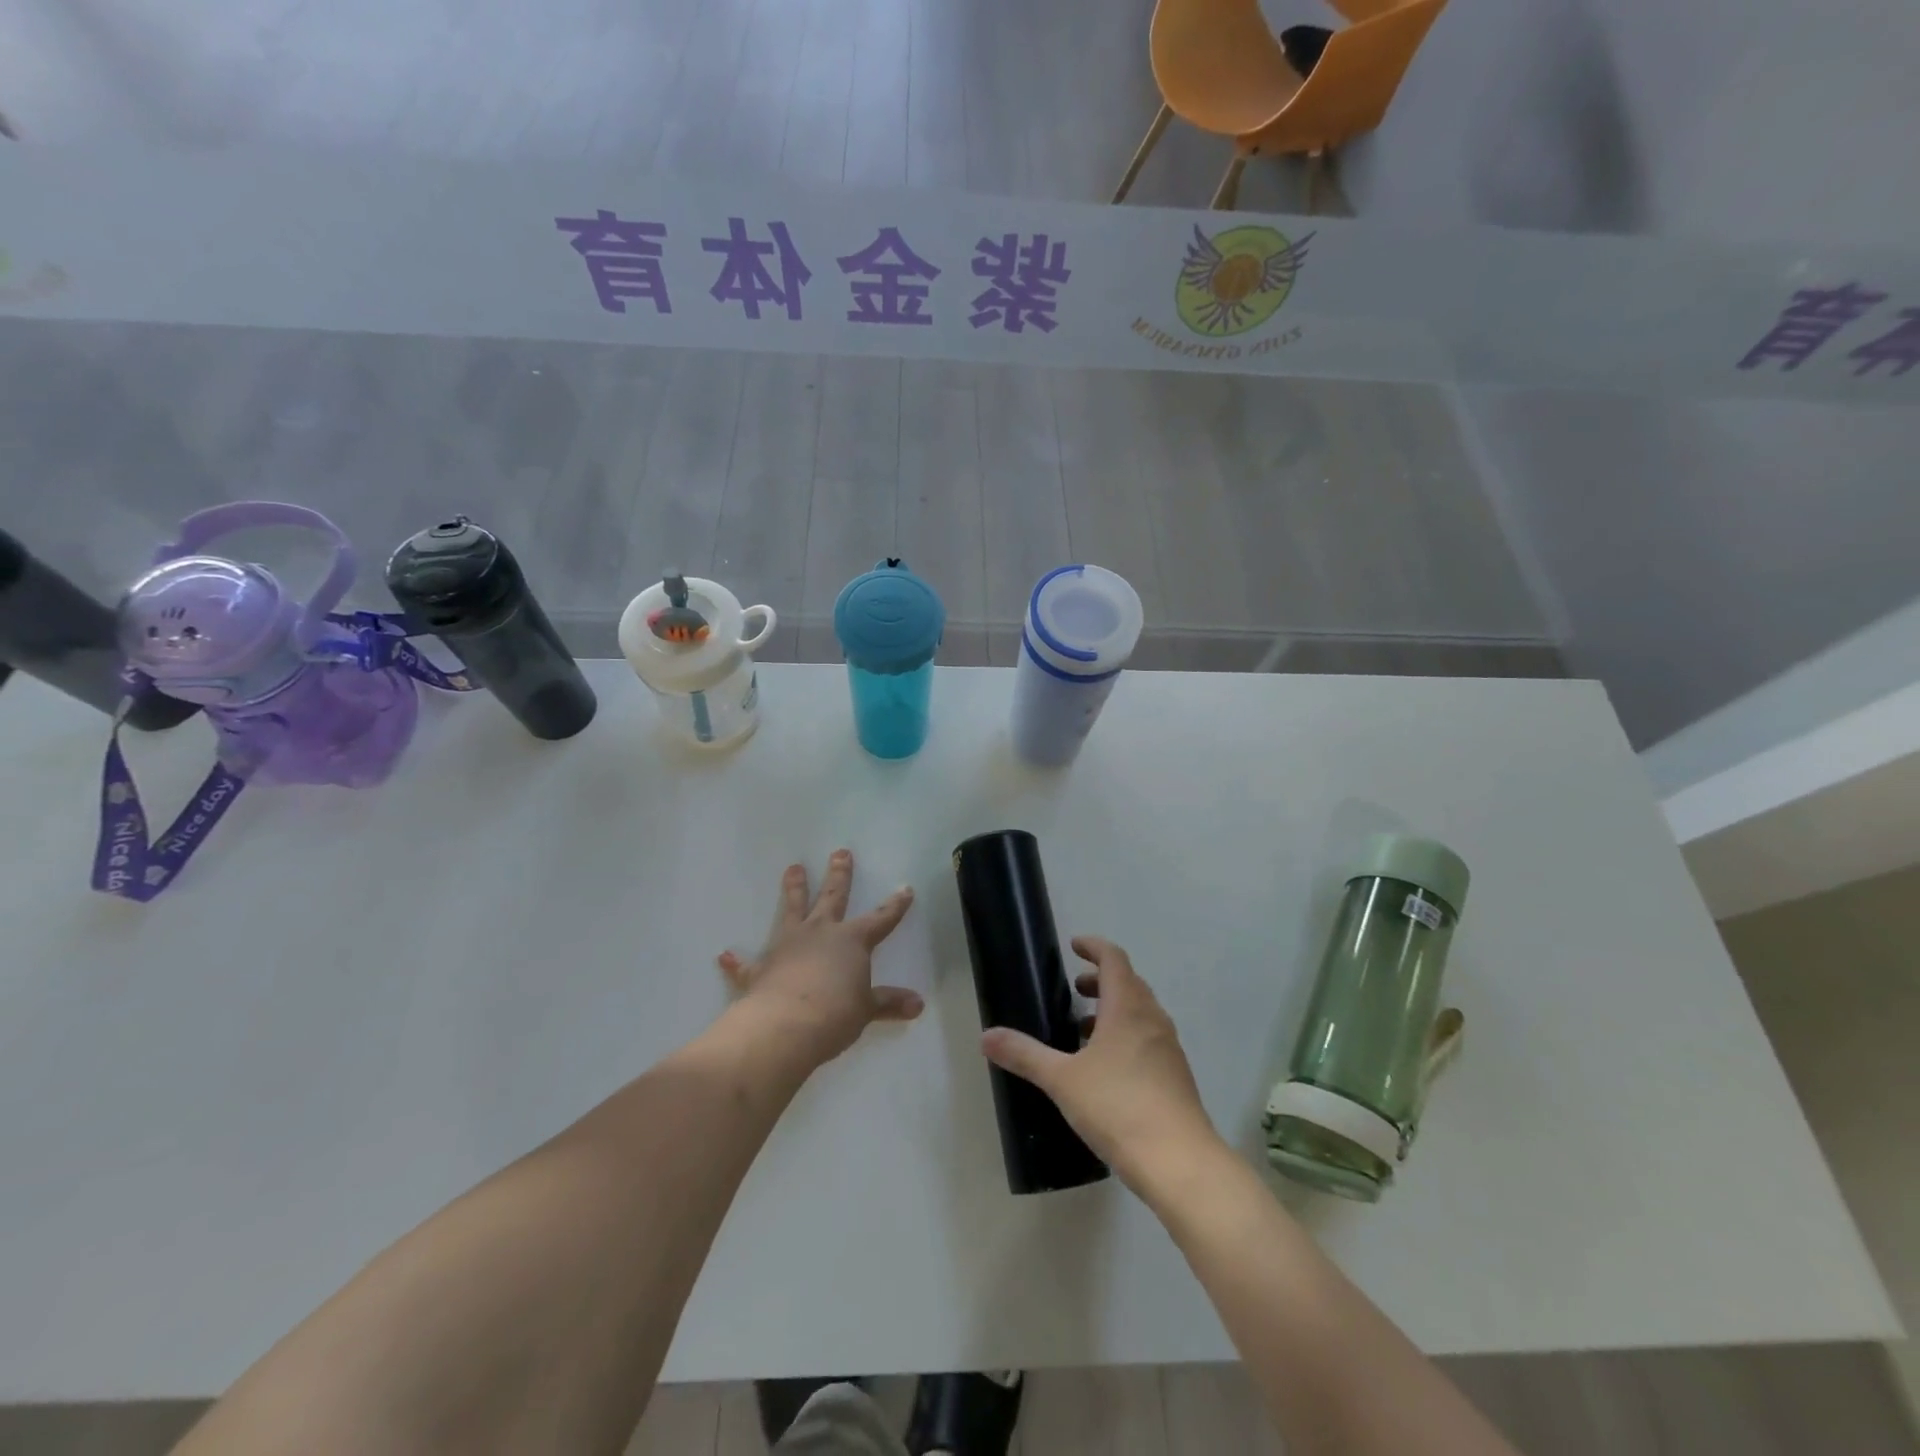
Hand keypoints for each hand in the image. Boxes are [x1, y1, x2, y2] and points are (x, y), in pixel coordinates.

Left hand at [717, 850, 920, 1066]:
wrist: (785, 1026)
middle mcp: (820, 933)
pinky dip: (736, 961)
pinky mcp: (761, 968)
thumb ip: (888, 1004)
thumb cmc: (835, 1014)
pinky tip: (725, 955)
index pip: (881, 919)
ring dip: (793, 889)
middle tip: (840, 852)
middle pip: (832, 897)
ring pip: (792, 909)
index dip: (894, 905)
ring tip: (793, 868)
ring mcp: (788, 946)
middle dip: (839, 875)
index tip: (905, 888)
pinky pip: (747, 963)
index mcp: (852, 941)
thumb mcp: (867, 1010)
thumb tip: (918, 1005)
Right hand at [981, 937, 1221, 1189]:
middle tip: (1075, 988)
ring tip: (1084, 1030)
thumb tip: (987, 1036)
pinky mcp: (1176, 1077)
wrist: (1180, 1162)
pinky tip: (1107, 1068)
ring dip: (1114, 1009)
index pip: (1114, 959)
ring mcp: (1169, 1049)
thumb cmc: (1118, 1107)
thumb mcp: (1063, 1080)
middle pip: (1129, 983)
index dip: (1094, 947)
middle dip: (1102, 979)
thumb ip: (1025, 1055)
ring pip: (1141, 1012)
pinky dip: (1127, 1035)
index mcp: (1127, 1007)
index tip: (1074, 945)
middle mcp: (1152, 1020)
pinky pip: (1149, 1039)